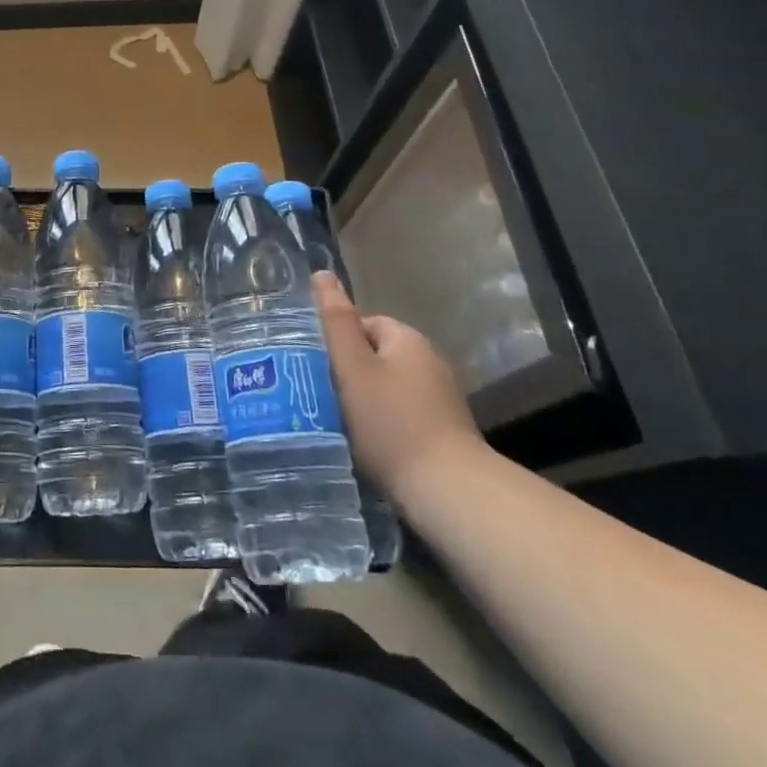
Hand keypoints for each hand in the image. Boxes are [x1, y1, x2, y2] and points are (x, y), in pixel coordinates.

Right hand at [316, 273, 488, 509]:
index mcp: (407, 339)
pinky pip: (402, 413)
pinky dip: (383, 423)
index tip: (316, 367)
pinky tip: (368, 444)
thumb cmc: (391, 422)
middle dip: (348, 372)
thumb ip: (335, 321)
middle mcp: (429, 361)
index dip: (336, 341)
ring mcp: (441, 398)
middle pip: (375, 355)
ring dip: (364, 400)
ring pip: (387, 386)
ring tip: (338, 422)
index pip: (362, 322)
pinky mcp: (444, 431)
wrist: (449, 492)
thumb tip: (322, 274)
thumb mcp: (353, 367)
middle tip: (321, 395)